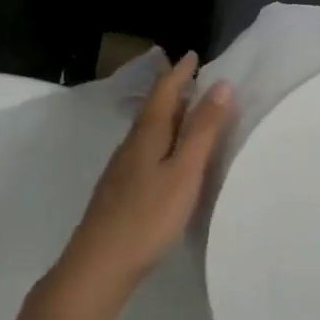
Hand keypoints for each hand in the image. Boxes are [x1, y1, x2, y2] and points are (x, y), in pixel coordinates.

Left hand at [52, 53, 234, 307]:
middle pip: (154, 108)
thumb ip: (202, 130)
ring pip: (148, 130)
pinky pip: (146, 150)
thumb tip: (220, 84)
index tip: (193, 56)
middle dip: (174, 91)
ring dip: (168, 116)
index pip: (164, 92)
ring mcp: (122, 168)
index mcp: (147, 134)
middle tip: (195, 79)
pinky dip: (162, 140)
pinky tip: (167, 156)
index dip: (179, 73)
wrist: (99, 263)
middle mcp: (131, 144)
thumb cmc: (148, 216)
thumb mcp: (184, 171)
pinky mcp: (120, 189)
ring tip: (187, 113)